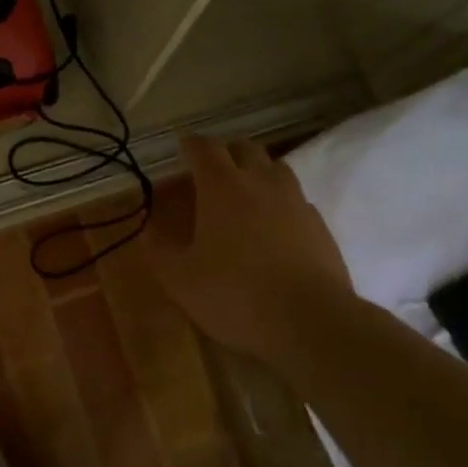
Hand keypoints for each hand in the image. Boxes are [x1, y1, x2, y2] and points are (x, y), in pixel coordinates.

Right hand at [147, 135, 356, 368]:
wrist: (310, 321)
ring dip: (258, 171)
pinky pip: (297, 199)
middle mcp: (261, 183)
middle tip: (212, 170)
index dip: (190, 144)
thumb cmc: (235, 294)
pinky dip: (282, 202)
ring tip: (245, 192)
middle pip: (245, 148)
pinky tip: (275, 226)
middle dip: (227, 152)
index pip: (204, 148)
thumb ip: (160, 250)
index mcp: (222, 187)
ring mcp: (295, 201)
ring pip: (277, 168)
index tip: (182, 147)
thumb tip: (147, 231)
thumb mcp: (181, 279)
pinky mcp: (319, 225)